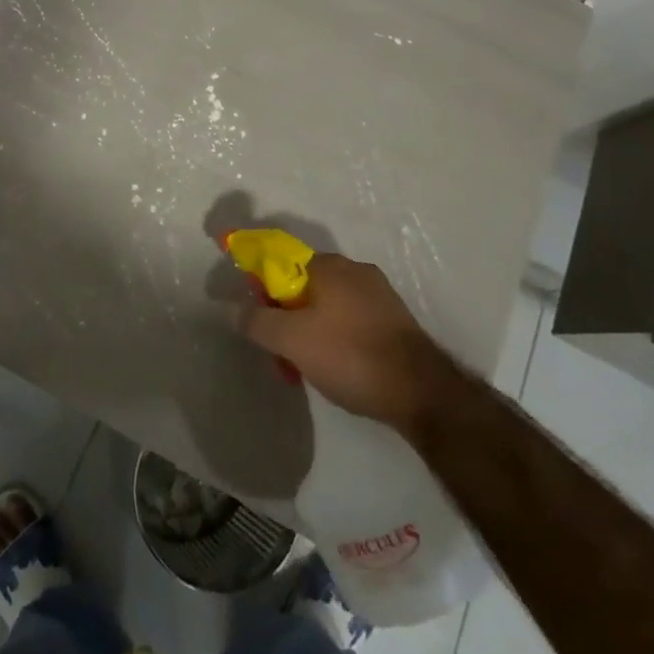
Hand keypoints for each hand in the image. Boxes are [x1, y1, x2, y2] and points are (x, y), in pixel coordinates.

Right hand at [235, 253, 455, 429]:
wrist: (422, 393)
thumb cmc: (351, 356)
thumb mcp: (292, 341)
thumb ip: (257, 321)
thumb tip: (231, 307)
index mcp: (329, 265)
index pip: (281, 261)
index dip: (263, 286)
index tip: (257, 317)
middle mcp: (355, 270)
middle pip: (303, 285)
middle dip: (286, 315)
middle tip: (280, 350)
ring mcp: (379, 295)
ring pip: (328, 306)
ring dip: (310, 330)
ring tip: (307, 367)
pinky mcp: (394, 321)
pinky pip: (351, 321)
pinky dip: (336, 339)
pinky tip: (337, 369)